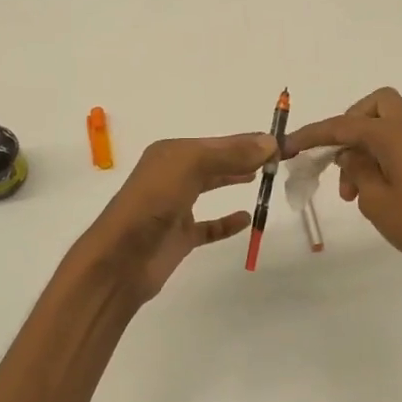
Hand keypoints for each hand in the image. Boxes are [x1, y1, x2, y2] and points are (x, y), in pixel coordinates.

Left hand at [74, 134, 275, 306]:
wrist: (121, 259)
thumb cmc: (152, 203)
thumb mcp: (190, 166)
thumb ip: (229, 153)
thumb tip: (269, 142)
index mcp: (171, 153)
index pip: (218, 142)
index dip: (247, 141)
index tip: (280, 143)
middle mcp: (171, 175)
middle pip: (214, 161)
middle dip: (243, 157)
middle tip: (277, 160)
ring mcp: (175, 207)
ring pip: (210, 187)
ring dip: (233, 179)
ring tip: (262, 176)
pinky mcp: (180, 237)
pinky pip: (209, 226)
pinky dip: (227, 222)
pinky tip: (246, 218)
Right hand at [283, 88, 401, 277]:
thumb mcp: (377, 201)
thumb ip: (357, 172)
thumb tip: (350, 155)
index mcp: (394, 134)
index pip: (344, 124)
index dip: (313, 134)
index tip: (288, 146)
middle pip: (375, 105)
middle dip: (349, 124)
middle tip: (338, 157)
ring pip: (386, 126)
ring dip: (362, 148)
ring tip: (350, 192)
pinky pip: (398, 144)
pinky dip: (379, 157)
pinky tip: (372, 193)